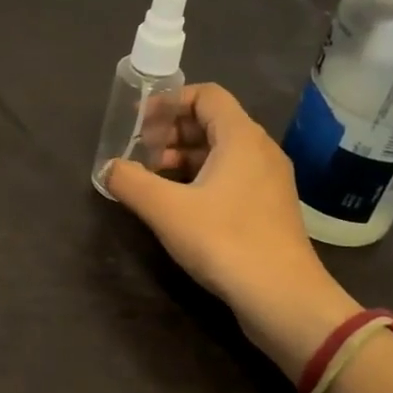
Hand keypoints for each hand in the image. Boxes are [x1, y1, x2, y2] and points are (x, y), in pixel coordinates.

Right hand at [104, 84, 359, 378]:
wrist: (283, 298)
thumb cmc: (225, 242)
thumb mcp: (166, 210)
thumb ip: (131, 182)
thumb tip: (109, 168)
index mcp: (241, 137)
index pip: (207, 95)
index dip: (170, 102)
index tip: (141, 123)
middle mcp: (260, 150)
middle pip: (213, 122)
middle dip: (172, 132)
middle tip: (142, 154)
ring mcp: (269, 181)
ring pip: (222, 152)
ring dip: (184, 157)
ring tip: (154, 180)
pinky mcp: (269, 208)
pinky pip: (232, 177)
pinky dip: (202, 179)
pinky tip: (179, 205)